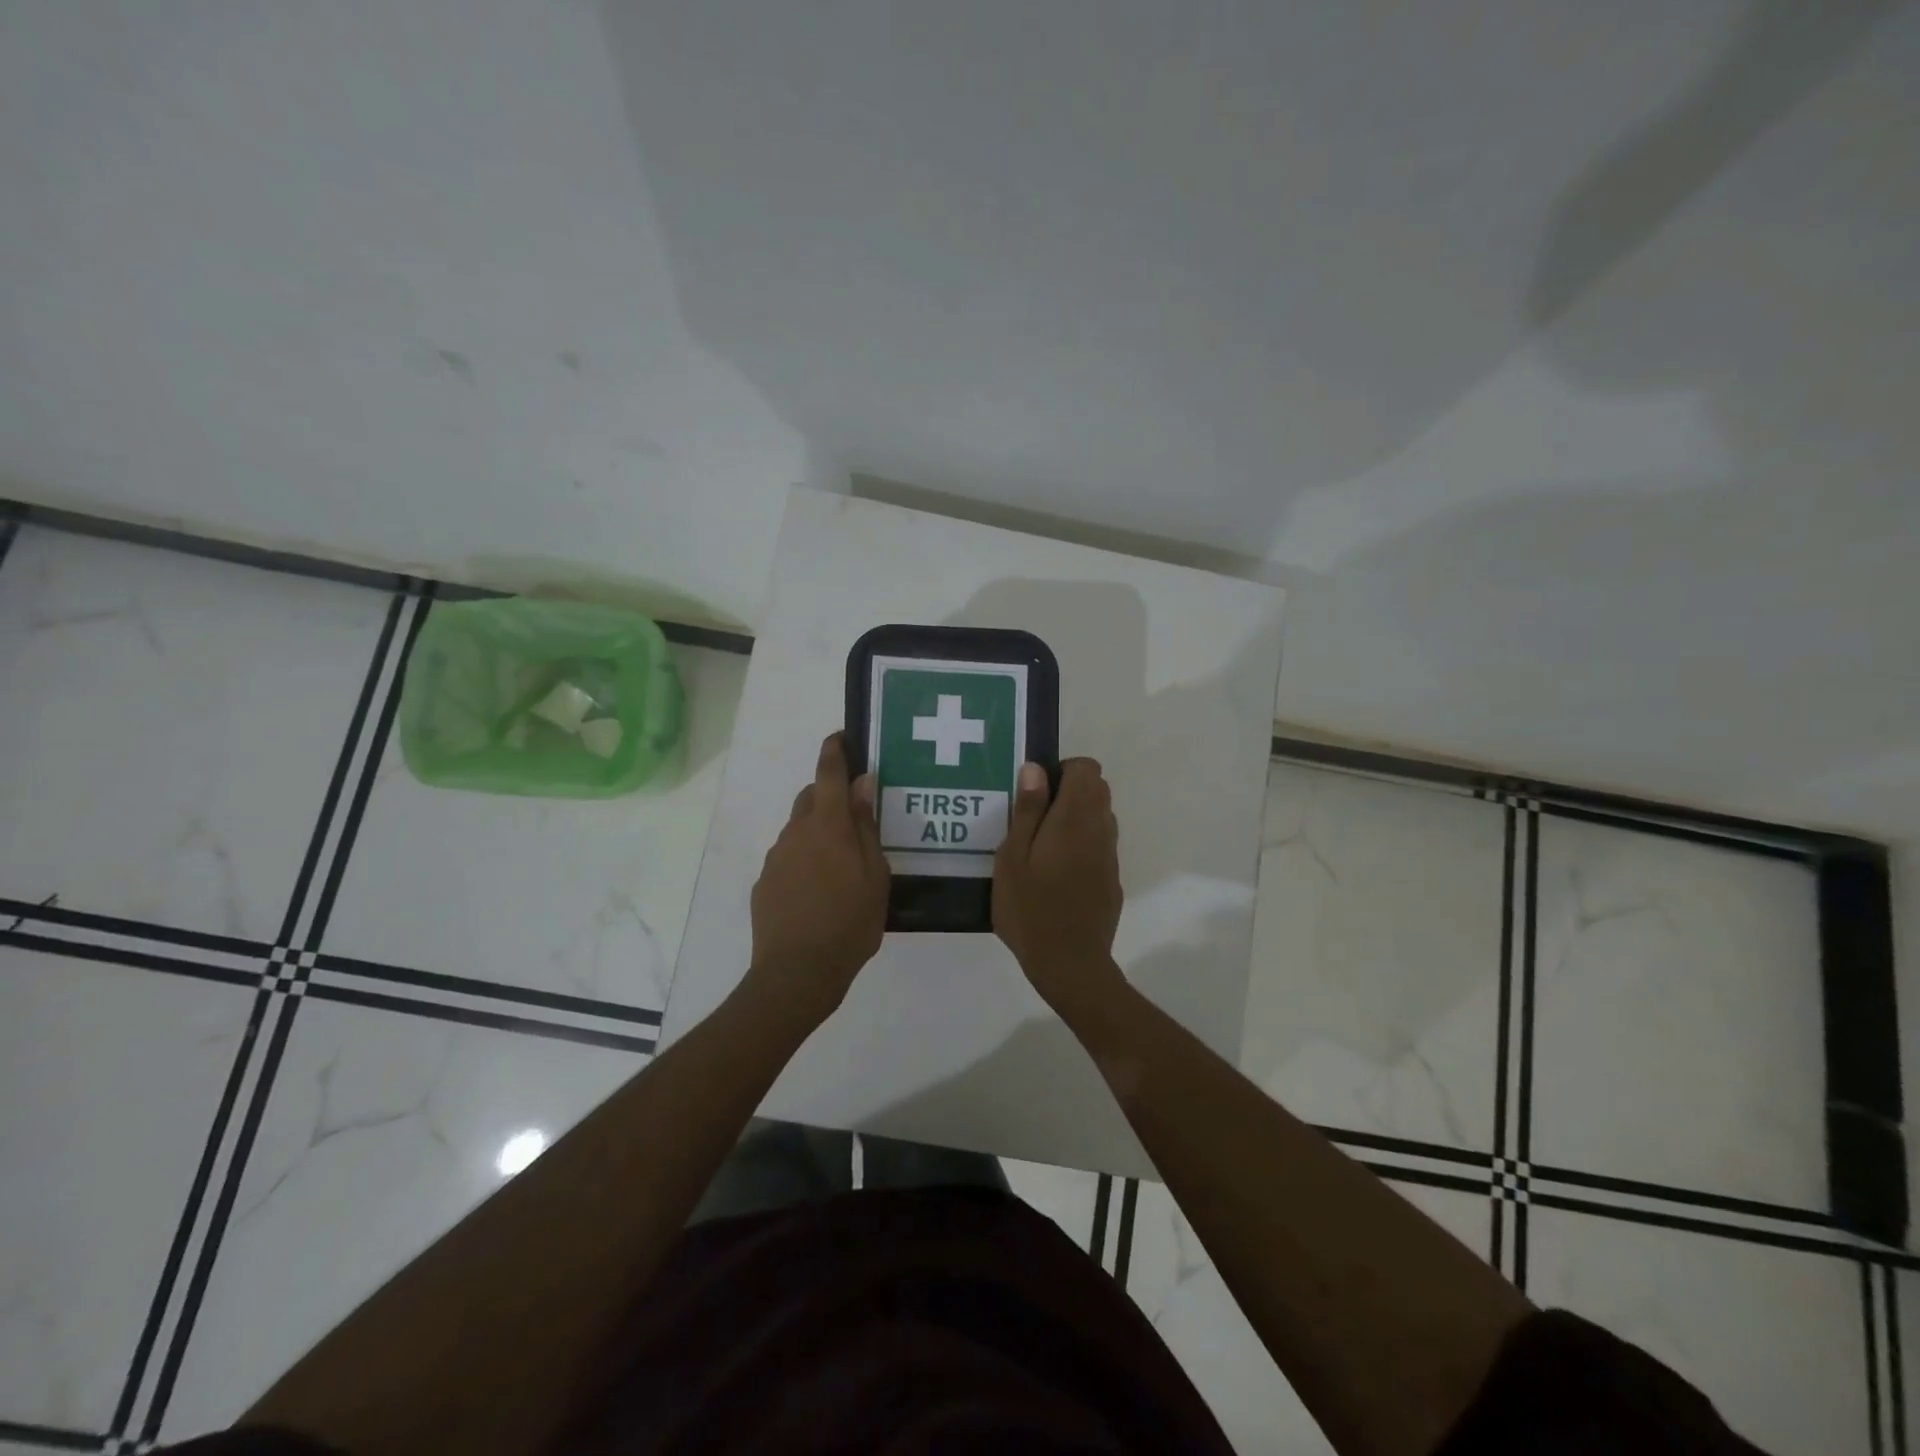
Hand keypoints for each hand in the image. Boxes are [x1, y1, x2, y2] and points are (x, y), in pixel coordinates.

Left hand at [746, 732, 889, 1024]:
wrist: (796, 973)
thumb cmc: (849, 922)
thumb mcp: (874, 874)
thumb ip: (865, 826)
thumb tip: (862, 784)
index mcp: (827, 825)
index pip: (829, 774)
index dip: (835, 751)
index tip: (841, 737)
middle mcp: (796, 832)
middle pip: (811, 798)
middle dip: (829, 795)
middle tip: (853, 816)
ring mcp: (776, 858)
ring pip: (798, 829)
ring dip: (817, 832)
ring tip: (840, 863)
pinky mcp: (764, 883)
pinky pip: (788, 858)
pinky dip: (804, 859)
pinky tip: (819, 890)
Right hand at [993, 758, 1124, 1012]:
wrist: (1069, 963)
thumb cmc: (1030, 908)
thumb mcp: (1013, 856)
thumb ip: (1028, 810)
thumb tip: (1036, 768)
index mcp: (1075, 818)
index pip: (1087, 768)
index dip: (1063, 770)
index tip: (1037, 792)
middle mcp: (1100, 830)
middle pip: (1098, 789)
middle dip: (1069, 792)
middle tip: (1034, 818)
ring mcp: (1110, 856)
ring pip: (1101, 817)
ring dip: (1076, 818)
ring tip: (1042, 847)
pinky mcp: (1112, 879)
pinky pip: (1100, 845)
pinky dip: (1082, 844)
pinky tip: (1057, 873)